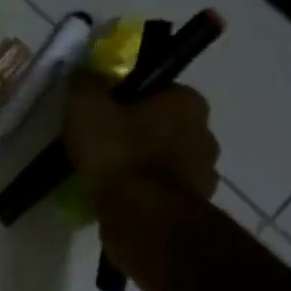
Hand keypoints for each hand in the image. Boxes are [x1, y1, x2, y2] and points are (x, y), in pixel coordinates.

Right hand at [64, 73, 220, 215]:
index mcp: (188, 102)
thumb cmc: (118, 152)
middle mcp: (205, 133)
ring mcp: (204, 173)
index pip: (158, 91)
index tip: (103, 112)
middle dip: (138, 132)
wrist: (141, 217)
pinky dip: (146, 193)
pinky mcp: (194, 206)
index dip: (128, 100)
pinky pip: (164, 191)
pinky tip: (120, 198)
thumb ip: (85, 84)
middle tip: (102, 143)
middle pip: (164, 126)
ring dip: (144, 165)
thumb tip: (85, 74)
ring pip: (166, 160)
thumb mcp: (87, 106)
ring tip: (107, 175)